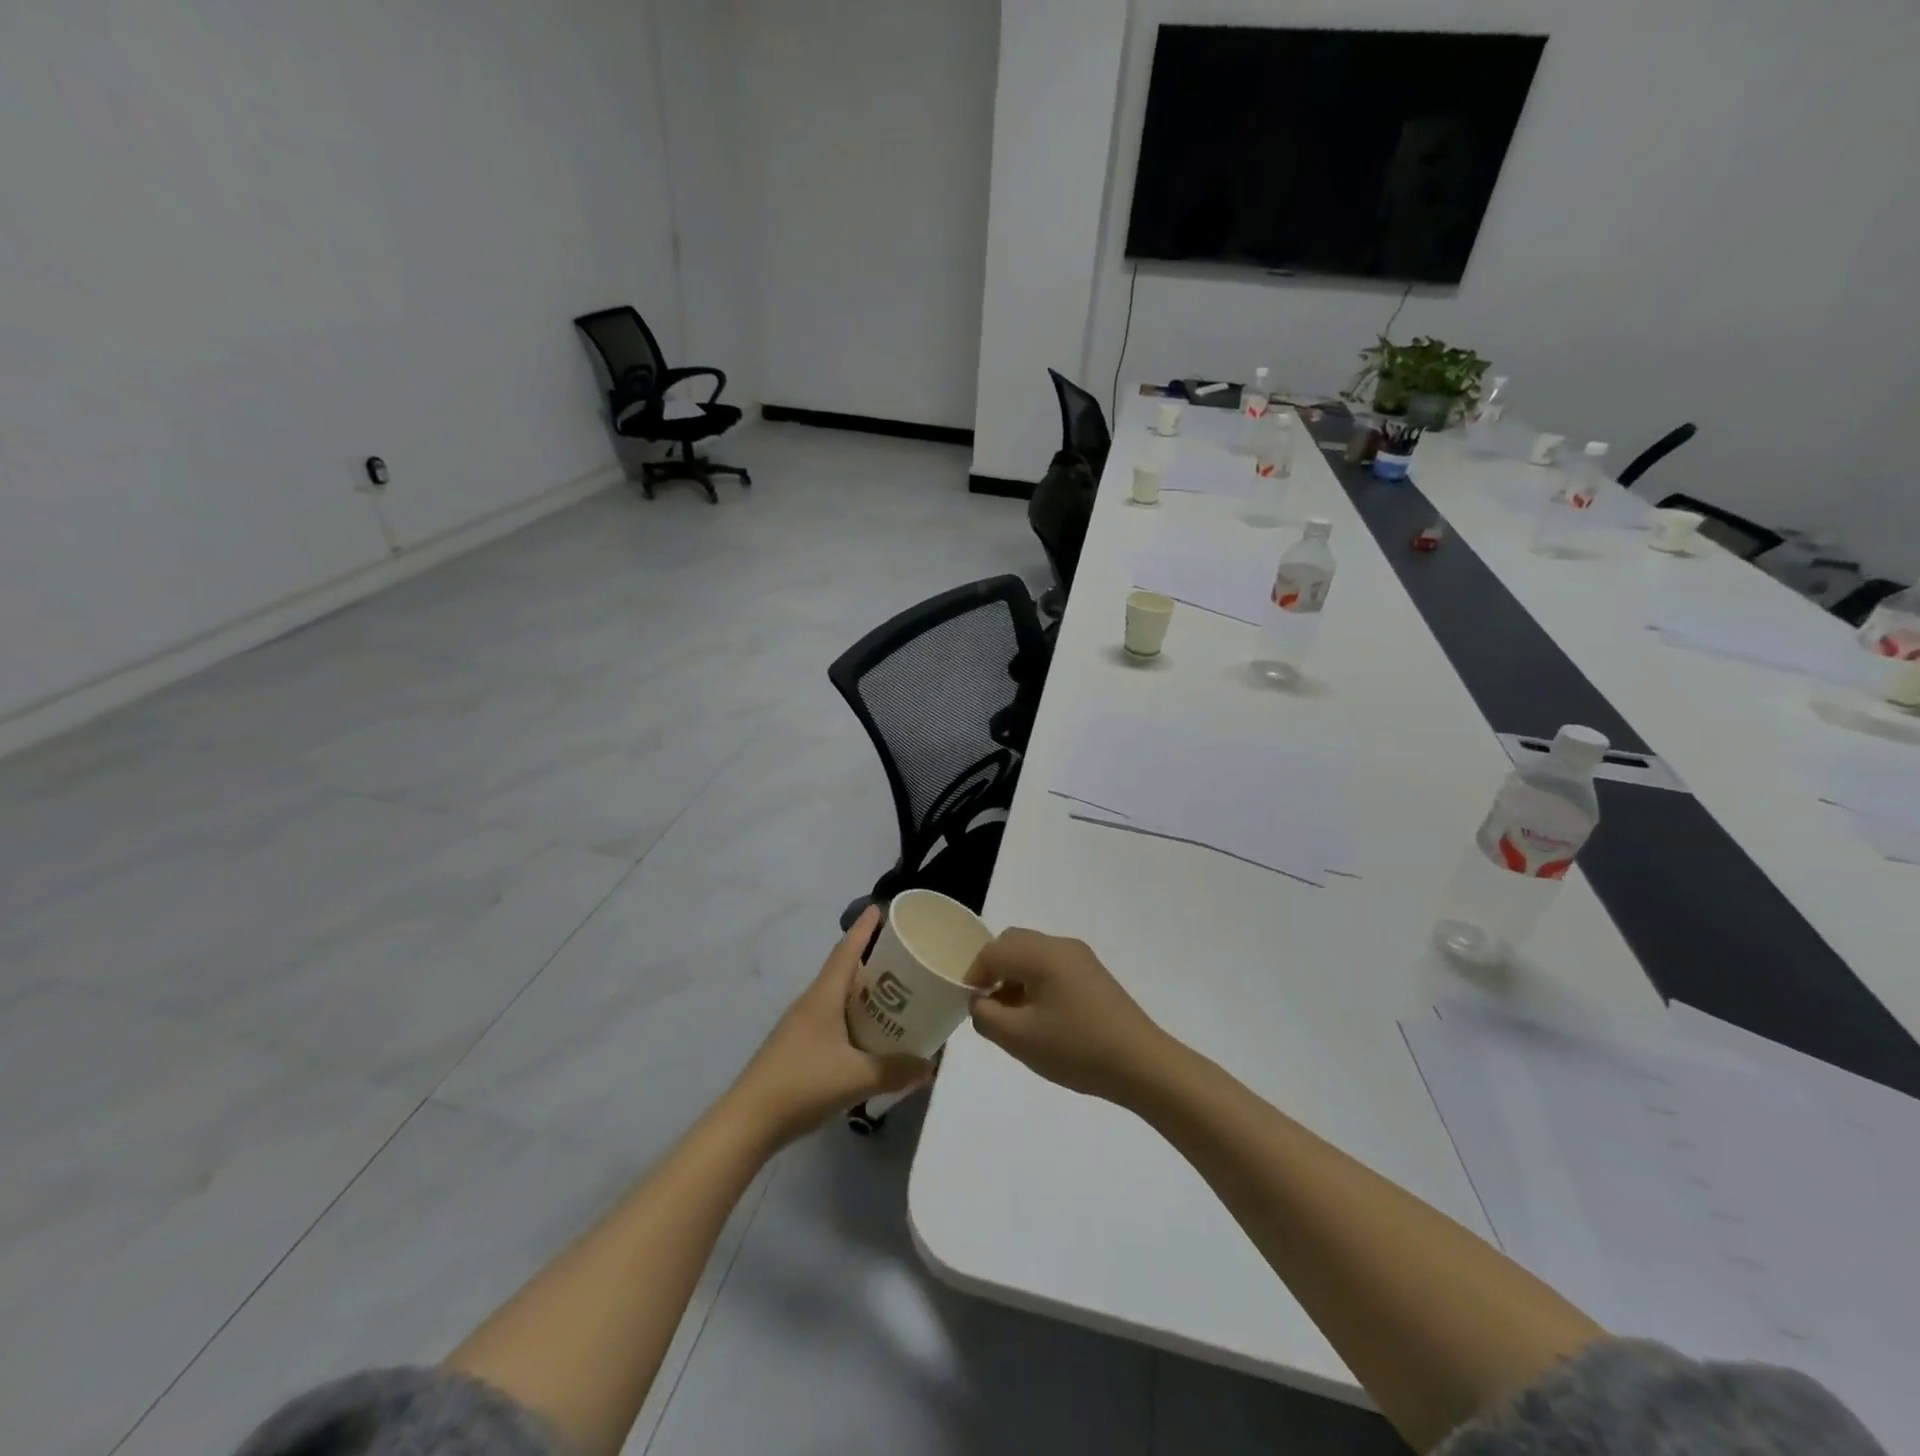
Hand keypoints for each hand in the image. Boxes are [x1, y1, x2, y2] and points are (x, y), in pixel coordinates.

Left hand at [729, 907, 932, 1146]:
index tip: (881, 907)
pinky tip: (868, 1035)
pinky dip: (852, 1017)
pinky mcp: (797, 1047)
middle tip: (904, 958)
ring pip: (836, 997)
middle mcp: (811, 1003)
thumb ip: (895, 1070)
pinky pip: (831, 1019)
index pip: (846, 951)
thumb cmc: (802, 1084)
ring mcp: (800, 1026)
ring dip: (862, 992)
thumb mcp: (856, 1078)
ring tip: (893, 995)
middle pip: (843, 971)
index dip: (864, 928)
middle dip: (871, 961)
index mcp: (823, 997)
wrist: (748, 1122)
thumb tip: (929, 1065)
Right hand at [967, 929, 1170, 1103]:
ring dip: (1015, 977)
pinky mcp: (1094, 975)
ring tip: (1014, 1017)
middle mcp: (1061, 945)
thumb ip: (986, 1015)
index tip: (970, 1005)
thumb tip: (980, 1001)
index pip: (993, 950)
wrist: (1142, 1064)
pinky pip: (1052, 966)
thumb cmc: (1077, 1049)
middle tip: (988, 1006)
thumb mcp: (1020, 1039)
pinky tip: (1041, 1018)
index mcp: (1042, 954)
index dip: (973, 975)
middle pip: (1013, 943)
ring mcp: (1081, 958)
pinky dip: (1036, 982)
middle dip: (994, 970)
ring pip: (1033, 954)